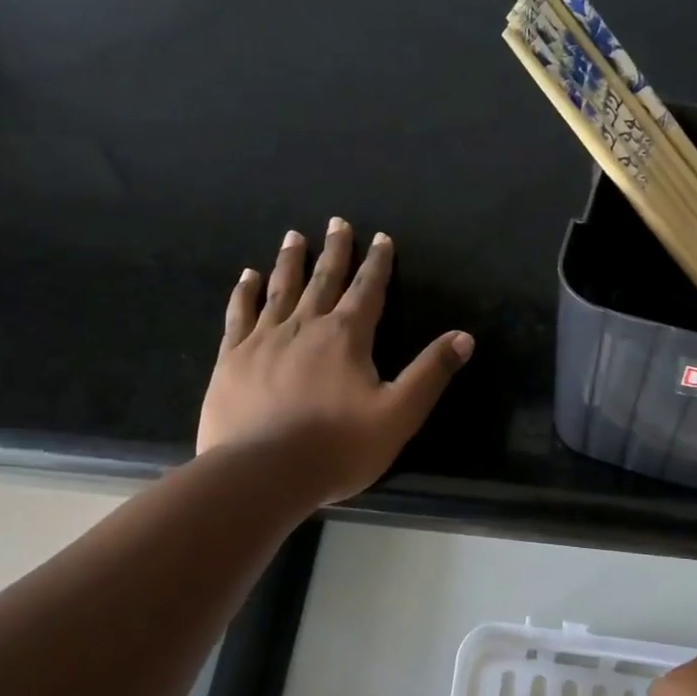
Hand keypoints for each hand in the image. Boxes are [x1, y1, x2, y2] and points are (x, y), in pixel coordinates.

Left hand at [197, 219, 473, 505]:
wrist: (262, 473)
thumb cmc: (338, 447)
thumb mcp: (399, 414)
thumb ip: (430, 373)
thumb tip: (464, 337)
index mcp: (346, 337)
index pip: (368, 290)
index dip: (378, 264)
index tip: (380, 238)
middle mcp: (305, 327)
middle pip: (324, 280)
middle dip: (335, 251)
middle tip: (337, 222)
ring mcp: (263, 340)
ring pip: (280, 289)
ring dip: (290, 262)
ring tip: (294, 236)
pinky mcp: (232, 358)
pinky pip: (239, 314)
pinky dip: (245, 292)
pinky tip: (247, 277)